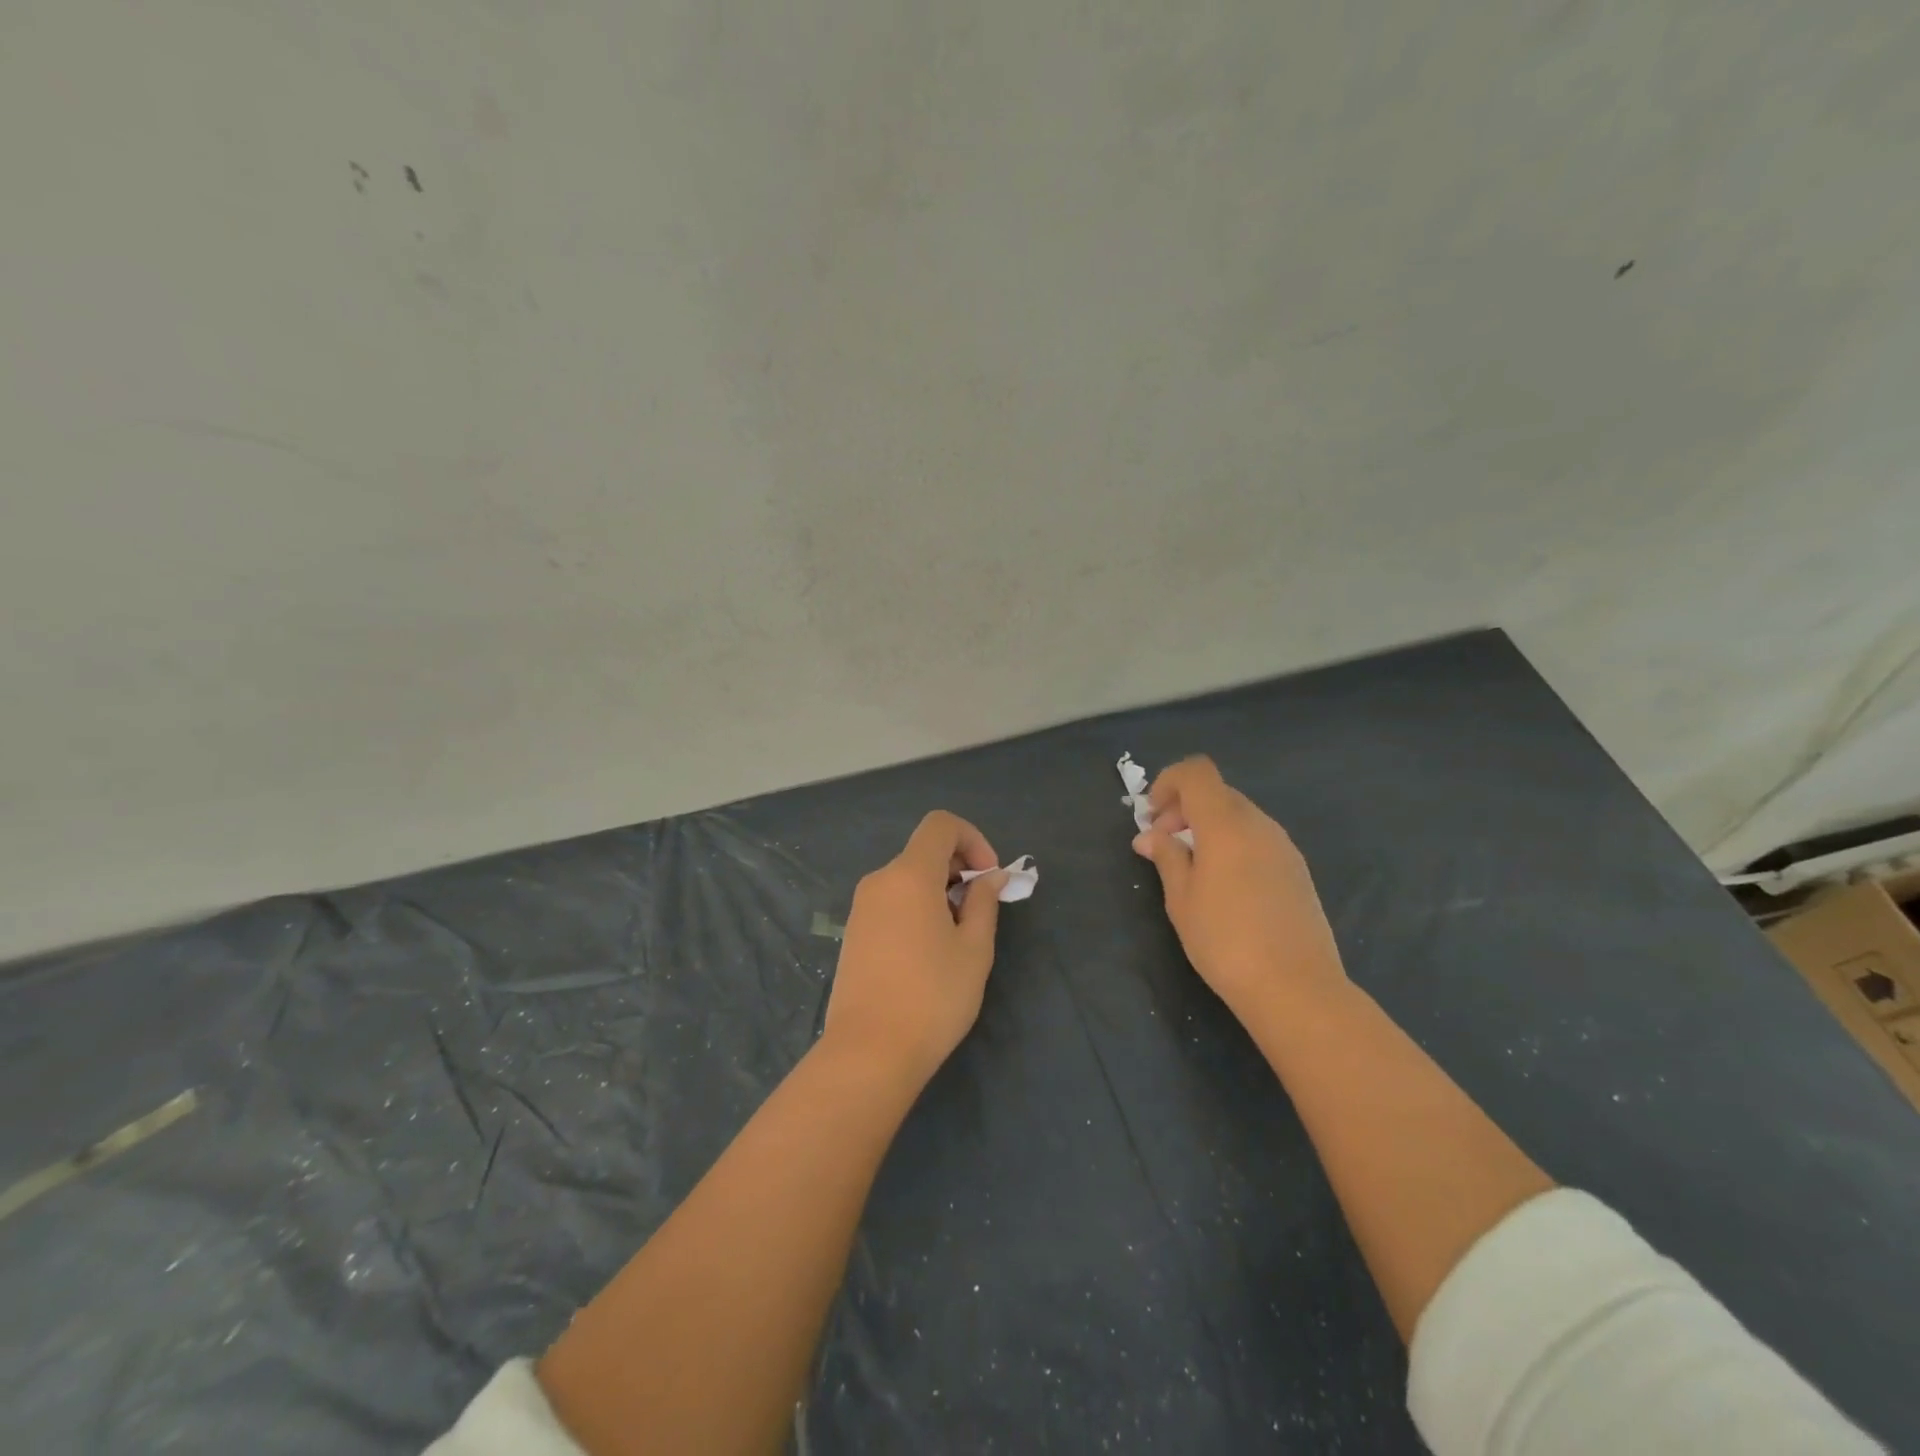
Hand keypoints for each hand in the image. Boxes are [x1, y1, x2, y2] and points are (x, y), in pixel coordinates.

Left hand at [822, 811, 1007, 1087]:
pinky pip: (892, 901)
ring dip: (939, 891)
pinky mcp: (854, 933)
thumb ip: (984, 902)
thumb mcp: (974, 949)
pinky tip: (929, 952)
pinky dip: (917, 907)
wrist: (868, 1052)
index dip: (972, 839)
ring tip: (958, 938)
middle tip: (980, 911)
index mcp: (909, 875)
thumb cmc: (932, 996)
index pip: (940, 825)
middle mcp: (879, 881)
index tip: (988, 877)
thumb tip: (989, 877)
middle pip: (924, 851)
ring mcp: (861, 907)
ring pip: (908, 878)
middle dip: (959, 868)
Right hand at [1132, 756, 1345, 1018]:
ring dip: (1208, 828)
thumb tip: (1150, 836)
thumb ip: (1167, 857)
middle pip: (1217, 793)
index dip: (1168, 782)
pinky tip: (1224, 886)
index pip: (1197, 772)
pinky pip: (1257, 839)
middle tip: (1163, 846)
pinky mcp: (1297, 870)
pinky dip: (1232, 844)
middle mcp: (1259, 824)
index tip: (1152, 816)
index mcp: (1226, 824)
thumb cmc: (1225, 941)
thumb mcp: (1181, 899)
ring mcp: (1284, 846)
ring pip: (1238, 816)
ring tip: (1190, 869)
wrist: (1297, 988)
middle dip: (1184, 809)